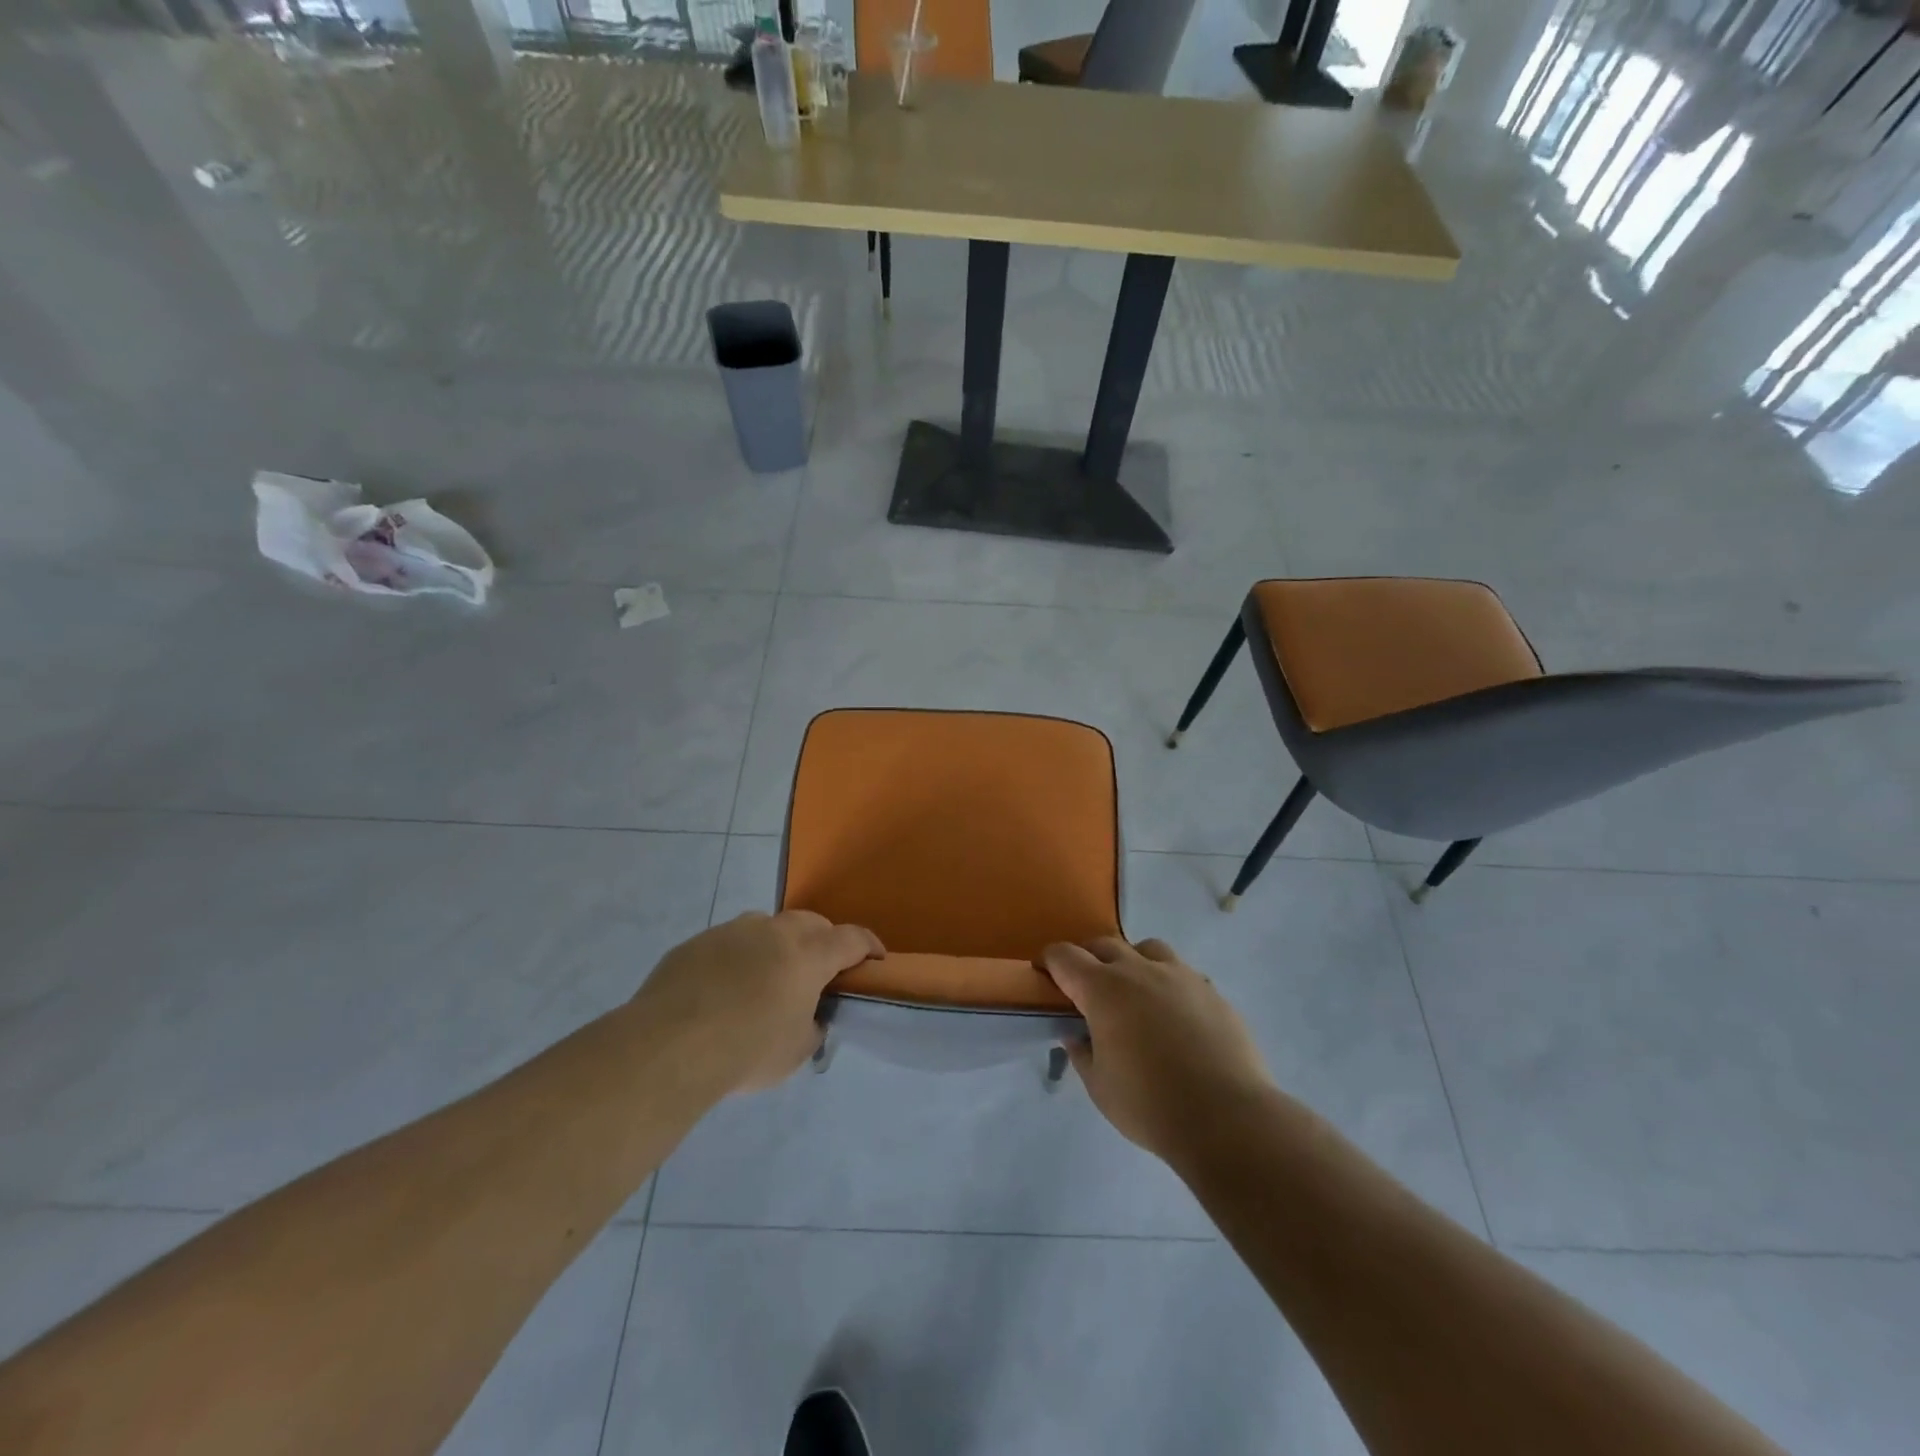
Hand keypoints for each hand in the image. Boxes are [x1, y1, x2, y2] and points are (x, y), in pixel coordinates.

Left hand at [631, 911, 882, 1094]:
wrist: (668, 1047)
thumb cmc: (746, 1050)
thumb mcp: (795, 1052)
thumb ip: (811, 1026)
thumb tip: (808, 1017)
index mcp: (808, 955)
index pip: (851, 939)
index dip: (867, 946)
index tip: (874, 958)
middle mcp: (773, 932)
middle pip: (810, 923)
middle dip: (822, 940)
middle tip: (819, 969)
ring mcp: (731, 932)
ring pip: (766, 927)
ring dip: (776, 945)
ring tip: (767, 977)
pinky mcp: (696, 943)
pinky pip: (728, 944)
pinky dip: (737, 959)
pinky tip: (722, 990)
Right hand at [1041, 937, 1276, 1163]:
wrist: (1228, 1118)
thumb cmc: (1151, 1105)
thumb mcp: (1100, 1087)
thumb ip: (1082, 1054)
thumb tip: (1074, 1035)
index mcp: (1103, 990)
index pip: (1065, 956)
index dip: (1050, 961)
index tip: (1045, 974)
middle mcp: (1139, 970)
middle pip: (1104, 945)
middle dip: (1088, 959)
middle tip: (1086, 989)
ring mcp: (1180, 976)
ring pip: (1147, 949)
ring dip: (1132, 962)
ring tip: (1135, 993)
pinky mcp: (1211, 992)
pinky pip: (1182, 974)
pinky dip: (1168, 984)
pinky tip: (1174, 1017)